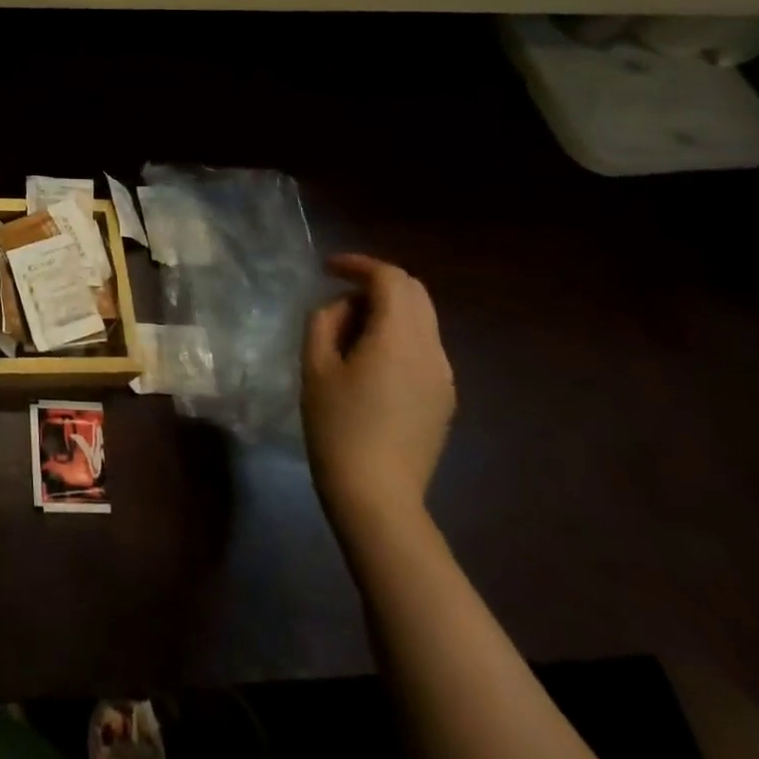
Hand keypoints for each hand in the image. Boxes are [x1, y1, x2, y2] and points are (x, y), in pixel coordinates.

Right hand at [302, 254, 454, 533]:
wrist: (376, 494)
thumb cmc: (336, 425)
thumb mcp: (315, 364)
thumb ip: (326, 320)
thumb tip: (344, 306)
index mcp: (399, 339)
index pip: (390, 278)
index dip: (358, 264)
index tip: (327, 268)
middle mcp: (431, 351)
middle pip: (415, 292)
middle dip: (377, 282)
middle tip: (339, 292)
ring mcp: (443, 376)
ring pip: (422, 319)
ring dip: (388, 308)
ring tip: (348, 327)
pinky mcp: (443, 397)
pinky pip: (423, 346)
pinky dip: (398, 333)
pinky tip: (368, 357)